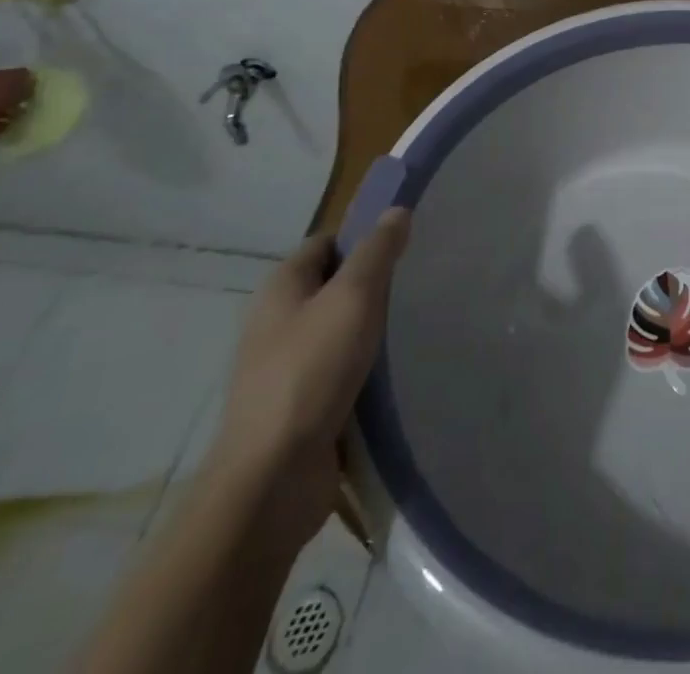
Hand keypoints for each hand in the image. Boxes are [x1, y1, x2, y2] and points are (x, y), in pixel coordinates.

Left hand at [205, 209, 410, 550]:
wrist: (271, 480)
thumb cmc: (311, 371)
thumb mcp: (353, 297)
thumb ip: (378, 252)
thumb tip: (396, 210)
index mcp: (281, 288)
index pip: (327, 243)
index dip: (364, 240)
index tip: (406, 249)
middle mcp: (276, 322)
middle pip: (333, 287)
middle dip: (372, 286)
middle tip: (418, 286)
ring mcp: (284, 368)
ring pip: (338, 332)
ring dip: (370, 332)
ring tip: (415, 328)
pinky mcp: (298, 408)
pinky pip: (338, 374)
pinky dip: (364, 371)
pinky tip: (395, 374)